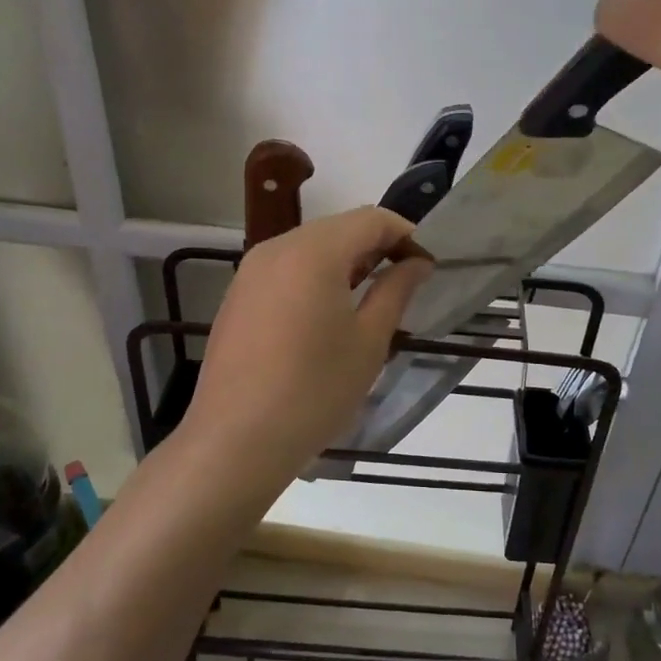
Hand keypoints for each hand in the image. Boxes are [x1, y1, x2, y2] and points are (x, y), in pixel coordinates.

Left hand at [179, 208, 430, 490]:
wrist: (235, 441)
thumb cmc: (314, 391)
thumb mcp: (368, 342)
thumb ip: (396, 291)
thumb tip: (417, 263)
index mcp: (314, 251)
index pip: (371, 219)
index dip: (406, 235)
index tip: (426, 267)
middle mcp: (277, 247)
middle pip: (339, 228)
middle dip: (376, 247)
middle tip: (403, 284)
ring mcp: (251, 270)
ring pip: (311, 247)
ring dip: (346, 262)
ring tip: (369, 301)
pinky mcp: (237, 295)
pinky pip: (286, 268)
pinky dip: (315, 277)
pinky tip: (325, 316)